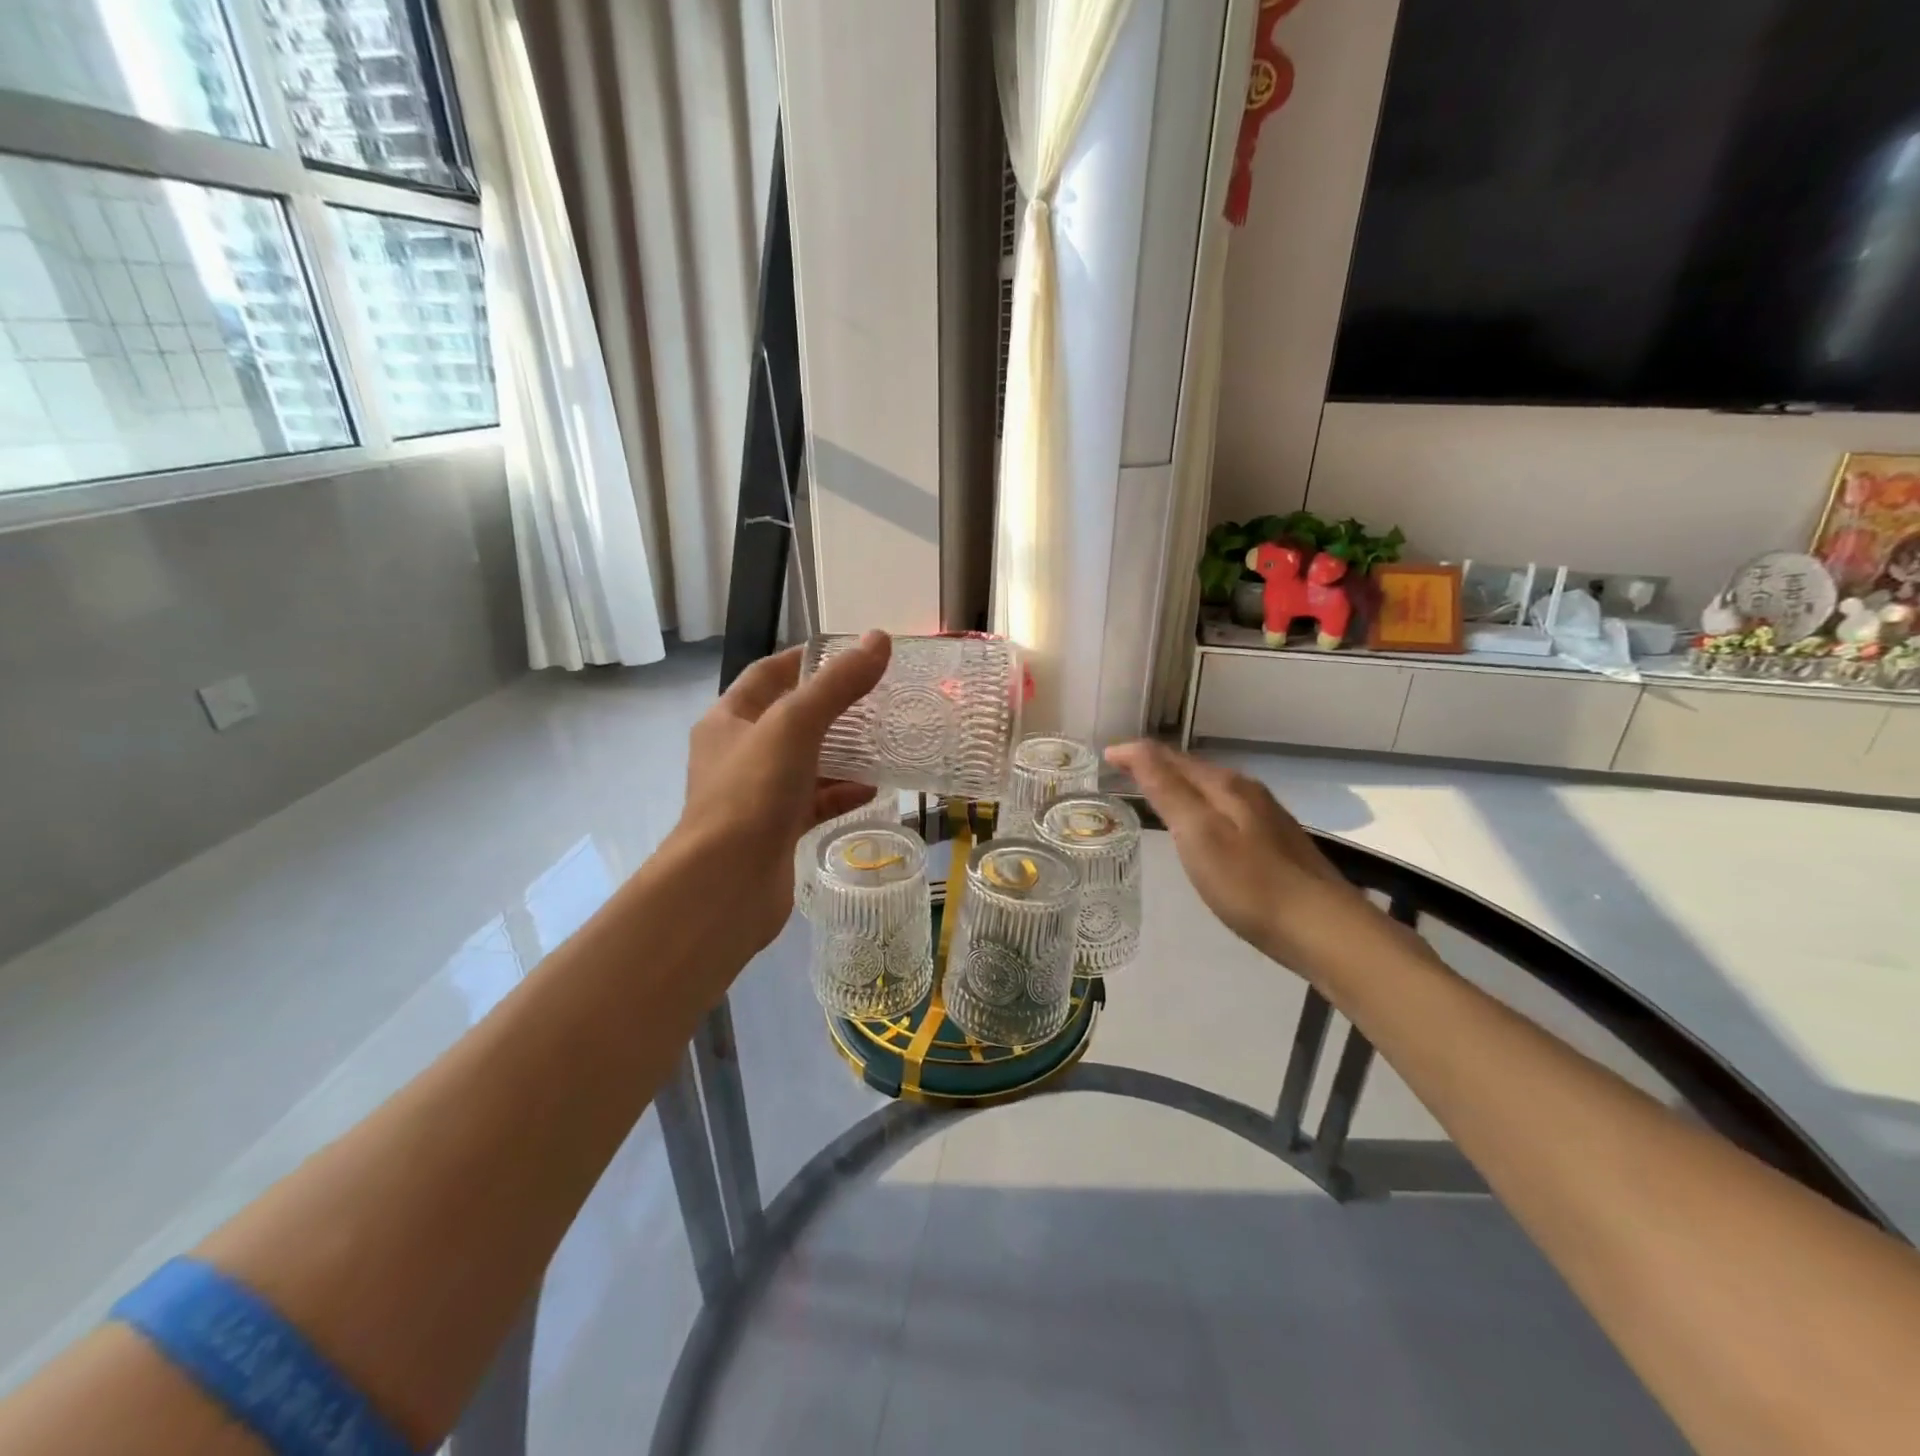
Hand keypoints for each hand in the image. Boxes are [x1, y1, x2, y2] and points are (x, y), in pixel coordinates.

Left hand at [676, 632, 892, 949]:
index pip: (768, 674)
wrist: (725, 884)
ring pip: (805, 763)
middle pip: (790, 719)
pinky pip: (814, 802)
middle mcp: (738, 754)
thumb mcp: (795, 724)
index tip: (851, 653)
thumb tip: (880, 640)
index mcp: (729, 720)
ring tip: (885, 741)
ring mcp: (757, 795)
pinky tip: (874, 789)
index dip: (806, 659)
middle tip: (879, 698)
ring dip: (842, 753)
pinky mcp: (776, 830)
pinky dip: (841, 793)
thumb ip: (838, 684)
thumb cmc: (752, 792)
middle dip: (833, 708)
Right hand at [1105, 740, 1364, 973]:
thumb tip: (1135, 747)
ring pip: (1211, 789)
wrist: (1322, 928)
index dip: (1137, 753)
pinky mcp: (1274, 842)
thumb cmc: (1249, 883)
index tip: (1105, 756)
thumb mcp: (1198, 833)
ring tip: (1152, 793)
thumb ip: (1166, 789)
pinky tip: (1199, 827)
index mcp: (1225, 786)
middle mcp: (1246, 791)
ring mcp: (1264, 816)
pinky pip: (1225, 809)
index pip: (1171, 757)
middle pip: (1193, 769)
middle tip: (1122, 772)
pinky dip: (1200, 806)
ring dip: (1179, 785)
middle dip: (1156, 765)